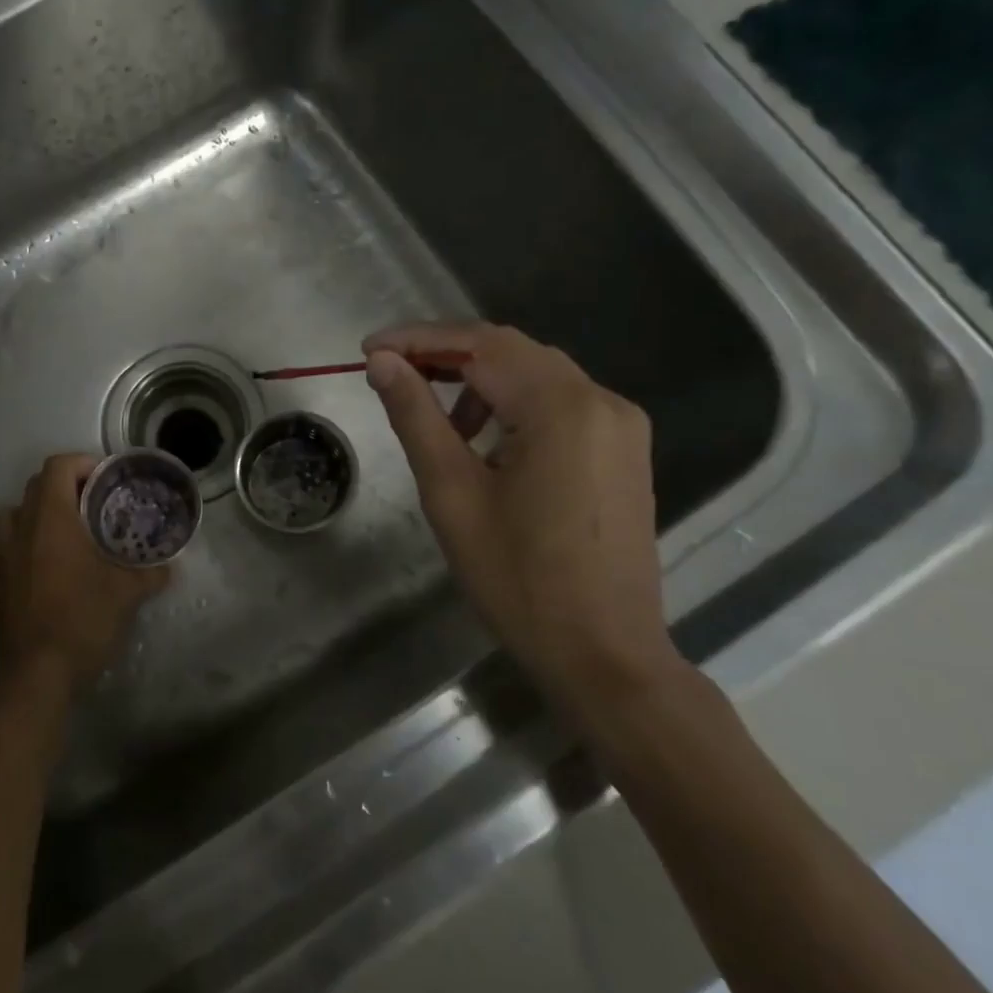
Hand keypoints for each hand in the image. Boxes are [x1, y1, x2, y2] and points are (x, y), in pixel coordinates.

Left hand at [0, 453, 170, 697]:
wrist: (41, 674)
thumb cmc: (84, 619)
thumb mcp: (128, 593)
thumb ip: (150, 573)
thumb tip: (169, 566)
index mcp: (53, 519)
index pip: (58, 466)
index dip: (82, 464)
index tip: (106, 482)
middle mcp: (21, 530)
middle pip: (34, 487)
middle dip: (63, 488)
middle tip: (91, 508)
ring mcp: (0, 560)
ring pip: (6, 519)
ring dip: (29, 517)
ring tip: (56, 534)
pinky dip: (1, 559)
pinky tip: (20, 570)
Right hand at [363, 323, 676, 712]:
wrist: (603, 654)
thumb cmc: (517, 577)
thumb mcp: (452, 492)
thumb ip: (416, 416)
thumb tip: (382, 363)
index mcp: (562, 407)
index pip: (481, 345)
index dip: (419, 339)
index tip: (368, 349)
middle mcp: (602, 401)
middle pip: (512, 351)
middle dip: (447, 355)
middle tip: (391, 372)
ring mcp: (621, 426)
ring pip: (538, 375)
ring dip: (481, 381)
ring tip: (437, 421)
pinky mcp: (624, 451)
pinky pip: (560, 404)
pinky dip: (514, 406)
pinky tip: (485, 443)